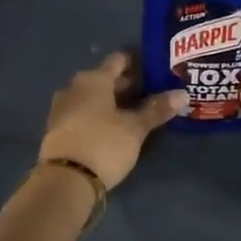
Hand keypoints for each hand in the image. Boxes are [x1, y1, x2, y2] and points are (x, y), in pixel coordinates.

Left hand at [38, 52, 183, 188]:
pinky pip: (84, 113)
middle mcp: (74, 87)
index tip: (156, 69)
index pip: (119, 60)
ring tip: (138, 111)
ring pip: (94, 97)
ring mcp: (63, 108)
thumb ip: (157, 109)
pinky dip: (100, 115)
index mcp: (94, 79)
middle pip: (105, 78)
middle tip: (153, 92)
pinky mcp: (58, 129)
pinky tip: (116, 127)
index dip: (138, 62)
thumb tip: (182, 93)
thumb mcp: (135, 128)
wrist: (64, 180)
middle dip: (128, 85)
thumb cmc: (103, 144)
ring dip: (114, 102)